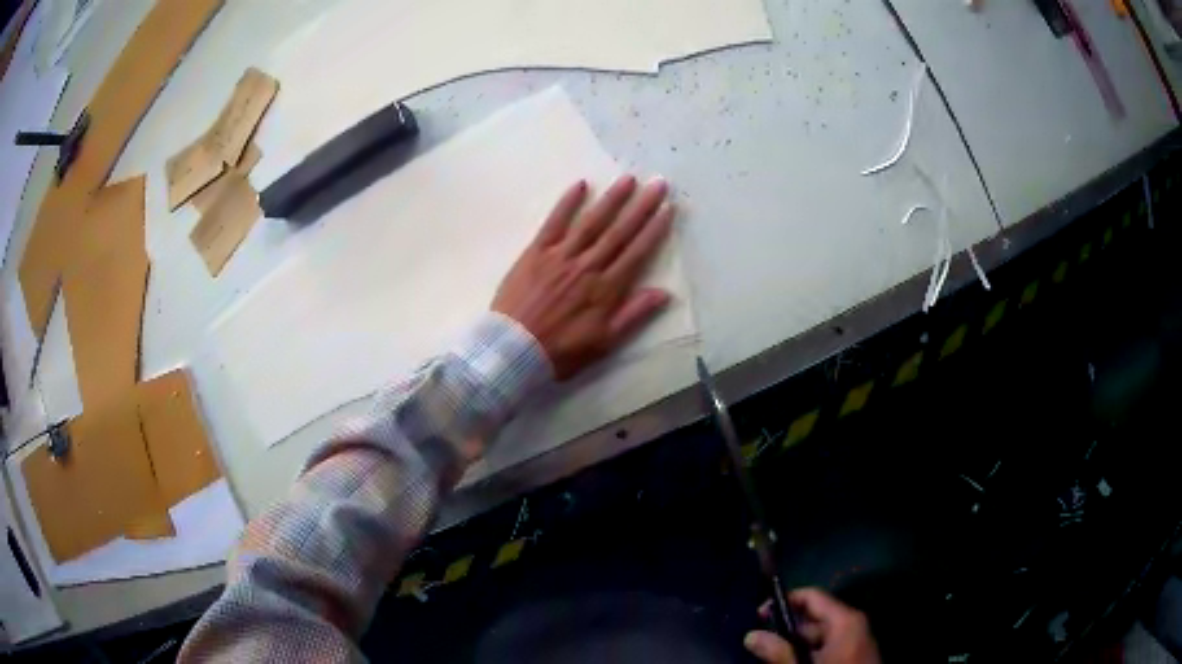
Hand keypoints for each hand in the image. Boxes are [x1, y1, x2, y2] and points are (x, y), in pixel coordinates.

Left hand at [492, 175, 674, 379]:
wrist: (513, 350)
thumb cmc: (561, 351)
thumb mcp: (604, 342)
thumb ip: (634, 315)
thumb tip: (664, 293)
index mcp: (606, 289)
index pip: (637, 253)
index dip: (655, 230)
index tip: (668, 209)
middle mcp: (588, 266)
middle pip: (619, 231)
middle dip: (641, 206)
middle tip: (658, 183)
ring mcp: (561, 256)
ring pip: (591, 222)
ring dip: (611, 199)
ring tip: (628, 179)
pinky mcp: (536, 252)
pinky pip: (554, 223)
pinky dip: (567, 203)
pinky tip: (580, 185)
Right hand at [745, 588, 880, 663]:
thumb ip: (779, 652)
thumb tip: (752, 635)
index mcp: (845, 620)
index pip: (812, 596)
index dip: (784, 601)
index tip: (759, 615)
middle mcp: (852, 624)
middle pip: (814, 618)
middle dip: (787, 630)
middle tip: (762, 644)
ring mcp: (856, 640)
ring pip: (819, 636)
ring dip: (795, 645)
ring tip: (774, 658)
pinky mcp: (854, 655)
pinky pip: (828, 647)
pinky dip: (810, 653)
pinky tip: (794, 662)